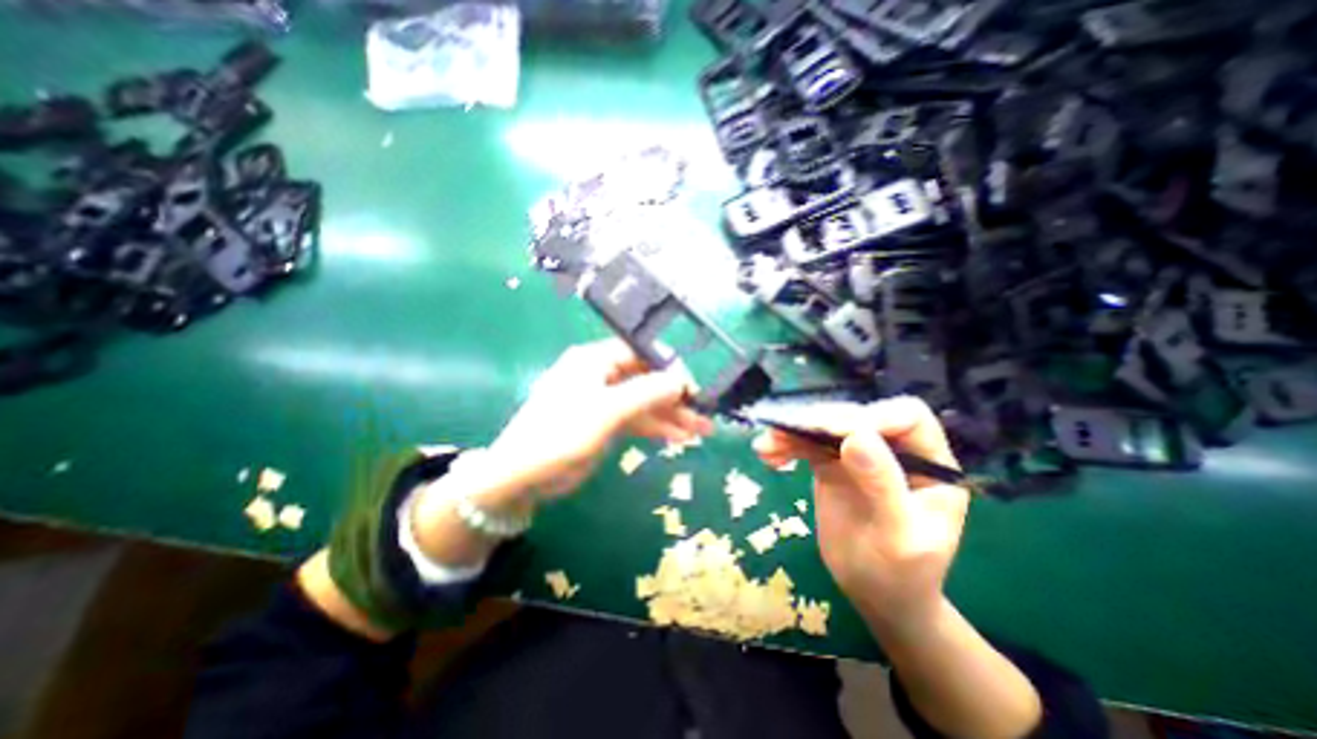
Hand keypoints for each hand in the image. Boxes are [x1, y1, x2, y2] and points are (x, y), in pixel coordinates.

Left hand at [483, 340, 716, 507]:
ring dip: (671, 416)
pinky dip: (657, 428)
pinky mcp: (605, 423)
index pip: (641, 353)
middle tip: (705, 413)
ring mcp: (604, 400)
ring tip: (702, 431)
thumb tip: (681, 380)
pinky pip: (637, 420)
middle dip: (675, 397)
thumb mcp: (607, 411)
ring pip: (645, 403)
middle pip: (646, 379)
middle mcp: (601, 375)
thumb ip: (646, 393)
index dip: (669, 366)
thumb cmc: (561, 434)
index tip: (694, 386)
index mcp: (595, 360)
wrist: (523, 477)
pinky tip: (680, 438)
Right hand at [752, 394, 962, 630]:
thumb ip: (882, 485)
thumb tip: (856, 436)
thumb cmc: (901, 574)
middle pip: (856, 417)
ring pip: (825, 427)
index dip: (872, 416)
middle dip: (819, 422)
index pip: (907, 418)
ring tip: (765, 445)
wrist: (876, 595)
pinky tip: (767, 454)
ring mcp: (859, 455)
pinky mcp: (832, 464)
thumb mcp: (899, 537)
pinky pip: (807, 445)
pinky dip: (786, 445)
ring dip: (793, 431)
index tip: (833, 430)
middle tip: (785, 433)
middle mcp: (893, 449)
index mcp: (929, 462)